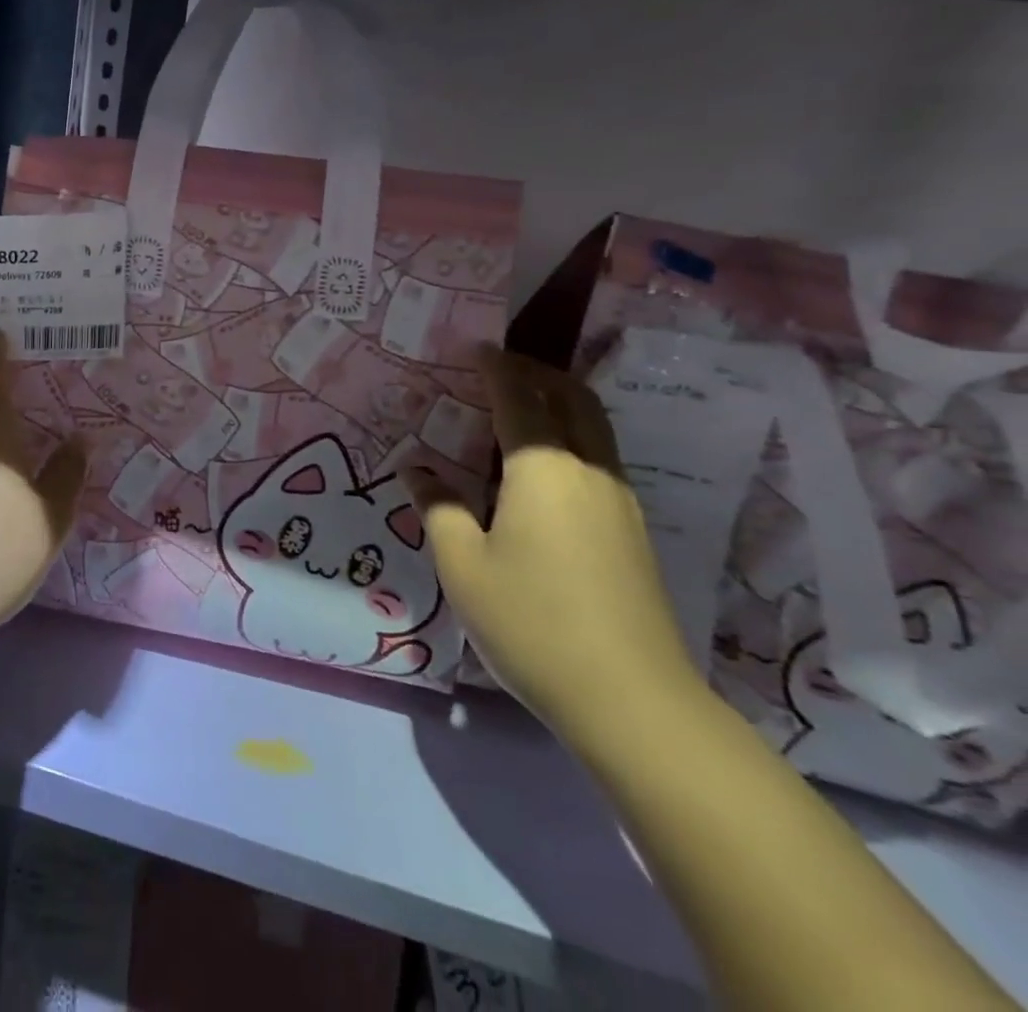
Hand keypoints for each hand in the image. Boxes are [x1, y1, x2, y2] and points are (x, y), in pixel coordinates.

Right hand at [408, 347, 695, 740]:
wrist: (631, 700)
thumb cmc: (530, 621)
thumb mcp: (461, 563)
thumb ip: (437, 506)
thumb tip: (416, 468)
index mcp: (543, 469)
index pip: (520, 398)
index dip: (498, 367)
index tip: (477, 348)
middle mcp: (588, 472)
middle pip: (572, 401)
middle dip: (537, 374)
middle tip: (500, 369)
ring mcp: (618, 502)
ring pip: (593, 429)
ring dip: (558, 405)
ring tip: (517, 410)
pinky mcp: (631, 532)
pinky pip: (598, 460)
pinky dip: (570, 438)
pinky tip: (540, 469)